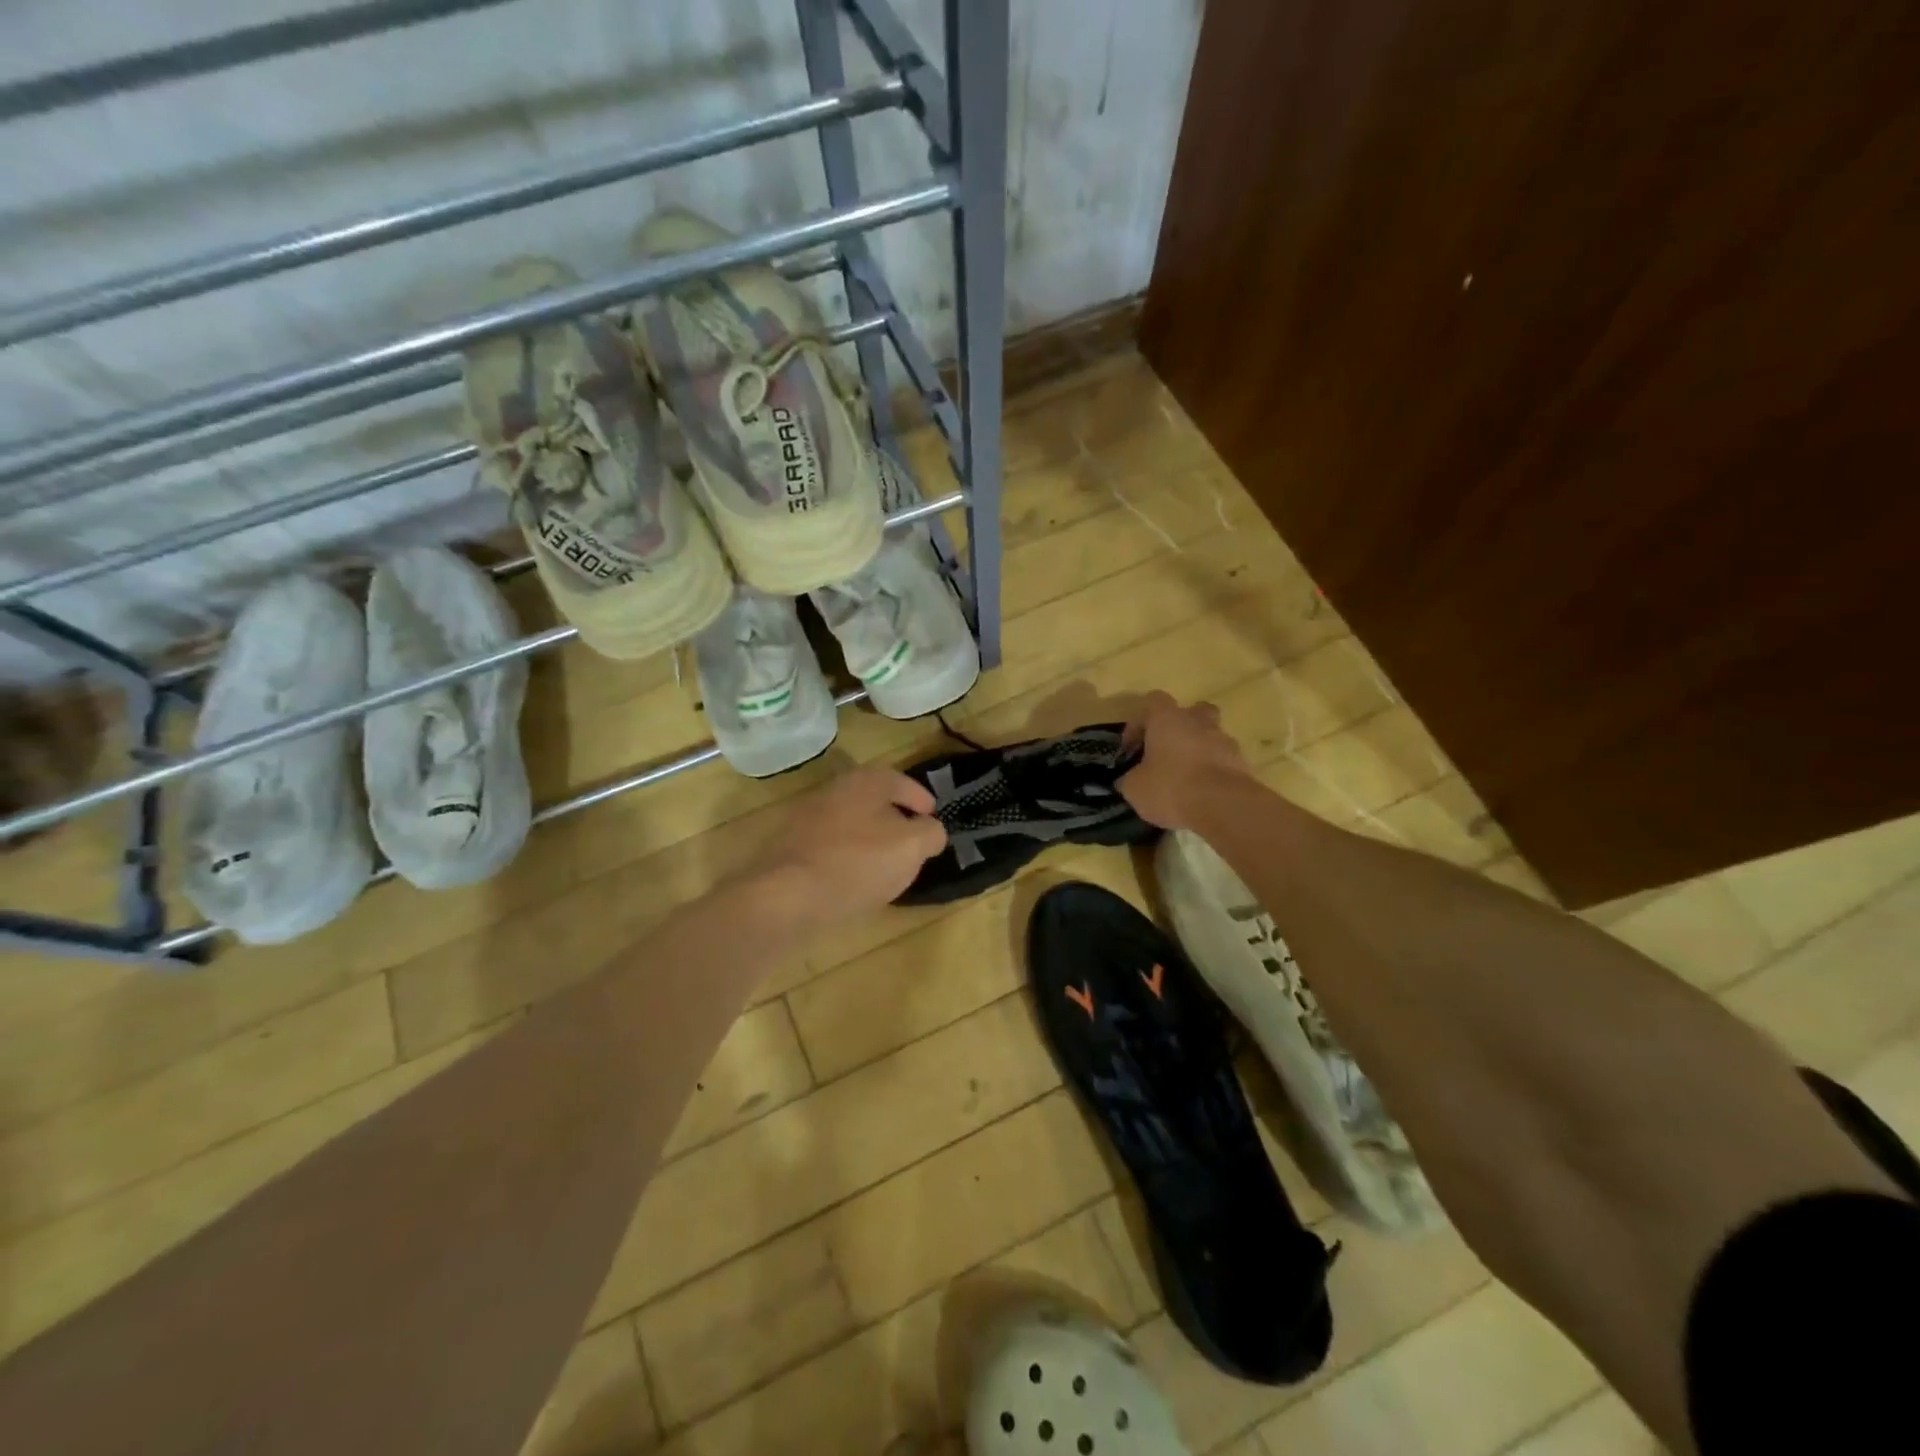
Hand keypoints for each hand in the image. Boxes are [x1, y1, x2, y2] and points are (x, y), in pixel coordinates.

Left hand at [746, 765, 947, 928]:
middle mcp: (833, 790)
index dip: (920, 798)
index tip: (932, 816)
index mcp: (864, 781)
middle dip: (894, 817)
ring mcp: (806, 818)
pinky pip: (829, 846)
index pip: (900, 780)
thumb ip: (930, 833)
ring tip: (885, 864)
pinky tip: (853, 880)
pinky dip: (846, 856)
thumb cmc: (858, 863)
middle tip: (911, 840)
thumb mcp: (911, 847)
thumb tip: (931, 830)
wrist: (786, 896)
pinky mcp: (790, 847)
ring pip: (849, 822)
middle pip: (872, 799)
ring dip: (869, 838)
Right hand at [1117, 691, 1257, 829]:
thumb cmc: (1171, 788)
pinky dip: (1213, 772)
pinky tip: (1202, 794)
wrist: (1223, 806)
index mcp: (1168, 719)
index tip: (1132, 747)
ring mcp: (1225, 741)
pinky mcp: (1243, 764)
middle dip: (1180, 727)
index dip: (1139, 722)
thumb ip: (1130, 779)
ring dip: (1199, 751)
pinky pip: (1224, 761)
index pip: (1153, 701)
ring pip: (1211, 736)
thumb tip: (1128, 779)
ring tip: (1186, 778)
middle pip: (1192, 711)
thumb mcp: (1135, 788)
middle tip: (1168, 750)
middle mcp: (1198, 722)